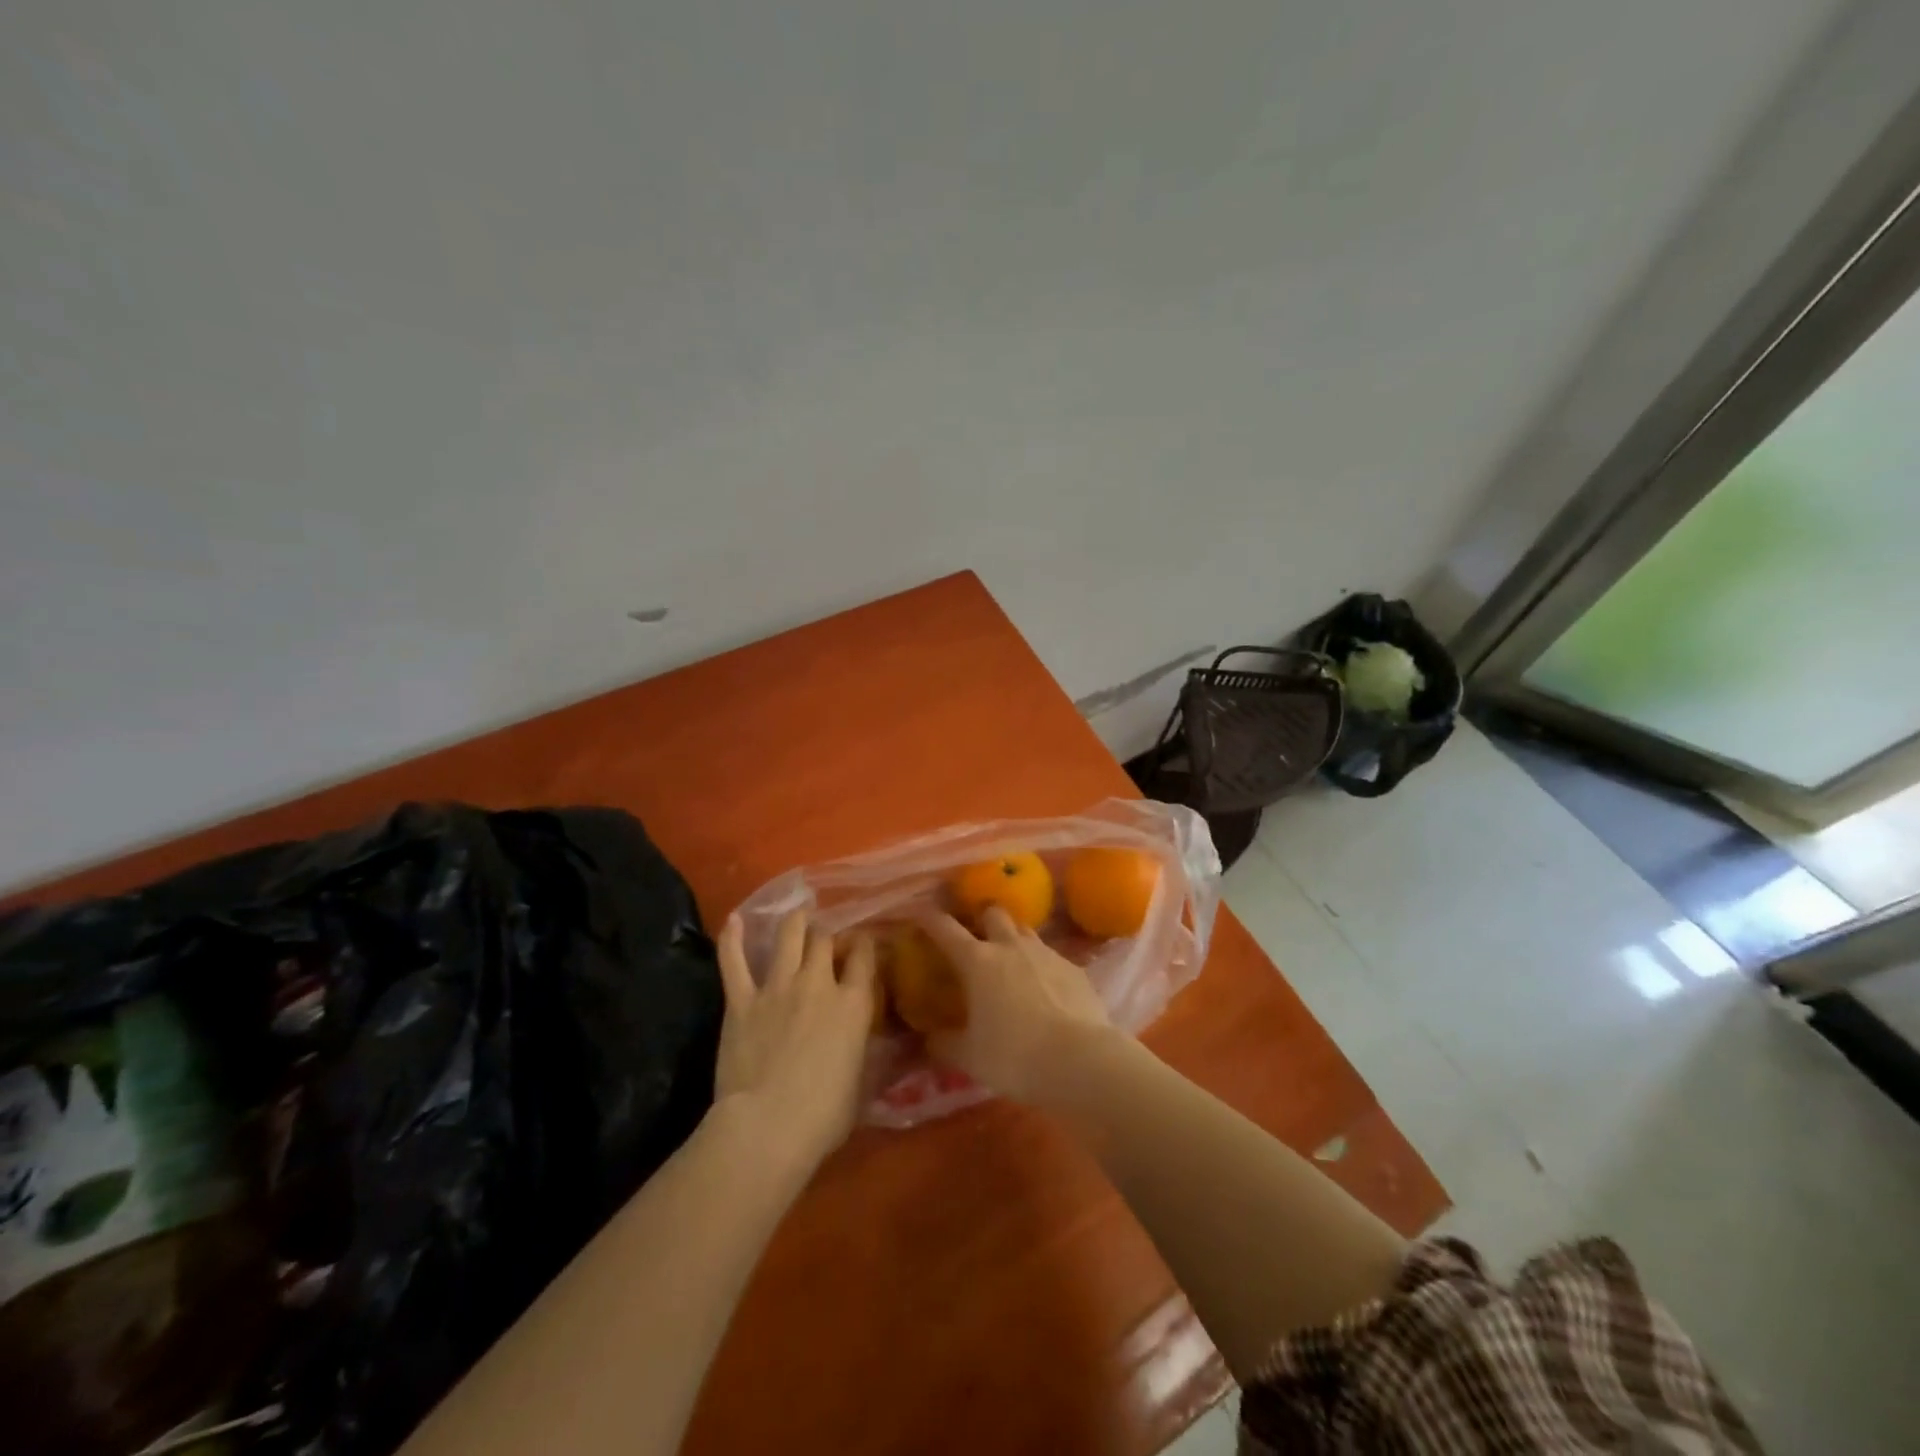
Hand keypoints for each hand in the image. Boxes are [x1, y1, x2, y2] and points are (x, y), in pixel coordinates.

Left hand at [715, 910, 875, 1174]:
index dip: (864, 945)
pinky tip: (734, 919)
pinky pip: (734, 962)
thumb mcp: (862, 1084)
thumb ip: (871, 1056)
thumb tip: (883, 1049)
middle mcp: (818, 983)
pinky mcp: (741, 1000)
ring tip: (798, 915)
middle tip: (827, 937)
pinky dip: (732, 938)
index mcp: (853, 1004)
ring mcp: (777, 987)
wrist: (767, 1126)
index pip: (865, 957)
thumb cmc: (824, 1116)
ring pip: (788, 936)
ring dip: (795, 922)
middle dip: (828, 934)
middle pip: (825, 940)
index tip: (863, 944)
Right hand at [918, 908, 1114, 1103]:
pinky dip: (1042, 966)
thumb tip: (929, 1039)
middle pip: (994, 913)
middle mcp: (1011, 947)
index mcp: (978, 961)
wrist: (1082, 1060)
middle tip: (976, 935)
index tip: (920, 913)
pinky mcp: (1075, 968)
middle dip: (982, 918)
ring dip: (1014, 938)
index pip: (946, 929)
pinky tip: (1044, 989)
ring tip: (1011, 960)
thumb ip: (944, 1043)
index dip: (930, 919)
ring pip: (1025, 930)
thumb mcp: (969, 1057)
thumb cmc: (1014, 1056)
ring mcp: (1046, 954)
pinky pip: (1052, 957)